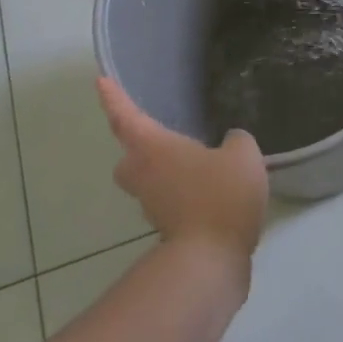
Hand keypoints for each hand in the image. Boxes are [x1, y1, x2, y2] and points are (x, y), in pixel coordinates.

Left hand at [96, 78, 268, 266]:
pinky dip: (185, 198)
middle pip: (129, 158)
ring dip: (166, 175)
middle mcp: (144, 176)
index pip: (126, 117)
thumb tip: (231, 143)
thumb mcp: (242, 155)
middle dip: (138, 149)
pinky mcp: (169, 232)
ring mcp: (153, 207)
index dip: (114, 98)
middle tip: (161, 140)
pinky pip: (171, 205)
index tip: (100, 81)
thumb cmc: (220, 196)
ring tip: (198, 167)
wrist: (211, 261)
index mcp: (154, 148)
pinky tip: (213, 195)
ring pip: (149, 184)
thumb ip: (236, 141)